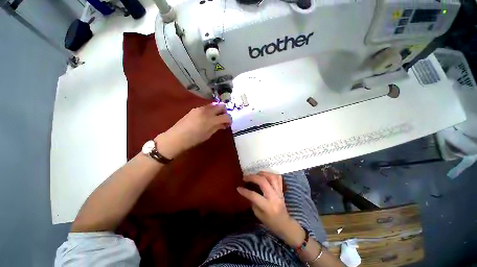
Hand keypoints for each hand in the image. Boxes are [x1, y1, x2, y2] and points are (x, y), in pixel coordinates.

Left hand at [154, 103, 231, 157]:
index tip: (228, 124)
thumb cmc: (194, 139)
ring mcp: (200, 108)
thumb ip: (217, 127)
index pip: (226, 116)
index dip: (229, 120)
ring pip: (214, 105)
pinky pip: (207, 107)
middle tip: (223, 119)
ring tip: (215, 118)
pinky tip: (207, 117)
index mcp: (211, 120)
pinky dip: (211, 110)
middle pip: (222, 106)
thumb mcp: (208, 134)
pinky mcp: (195, 108)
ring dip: (218, 110)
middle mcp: (207, 111)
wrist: (177, 137)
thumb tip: (224, 124)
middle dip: (225, 112)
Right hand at [237, 172, 299, 242]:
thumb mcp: (258, 215)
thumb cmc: (270, 222)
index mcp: (267, 207)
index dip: (245, 191)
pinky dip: (271, 174)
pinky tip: (265, 175)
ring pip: (272, 177)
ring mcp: (279, 193)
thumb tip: (247, 191)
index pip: (254, 196)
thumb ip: (253, 202)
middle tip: (245, 177)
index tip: (238, 188)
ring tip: (255, 174)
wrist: (285, 224)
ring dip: (262, 173)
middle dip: (252, 177)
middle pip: (263, 182)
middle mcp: (274, 197)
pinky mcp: (282, 190)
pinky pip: (278, 178)